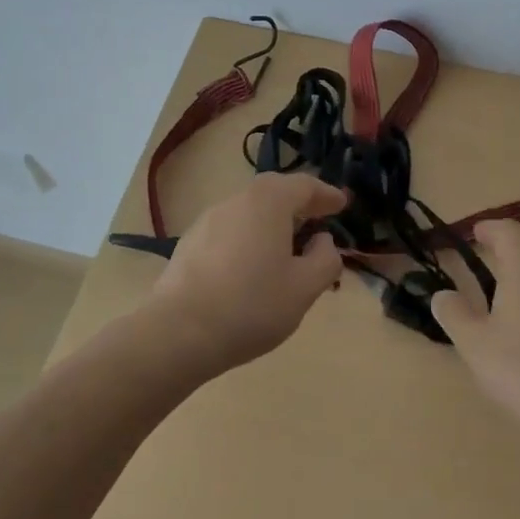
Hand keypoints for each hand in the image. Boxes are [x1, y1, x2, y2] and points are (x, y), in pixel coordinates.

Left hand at [150, 174, 347, 373]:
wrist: (177, 333)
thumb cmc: (251, 305)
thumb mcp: (304, 288)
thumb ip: (325, 259)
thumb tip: (323, 241)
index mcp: (269, 201)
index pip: (305, 185)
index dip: (327, 194)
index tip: (342, 204)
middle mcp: (238, 200)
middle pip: (275, 192)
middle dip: (299, 204)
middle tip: (318, 220)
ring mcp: (209, 219)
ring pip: (251, 210)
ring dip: (273, 222)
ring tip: (287, 248)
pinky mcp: (190, 242)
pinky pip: (231, 229)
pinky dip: (250, 237)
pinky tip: (252, 266)